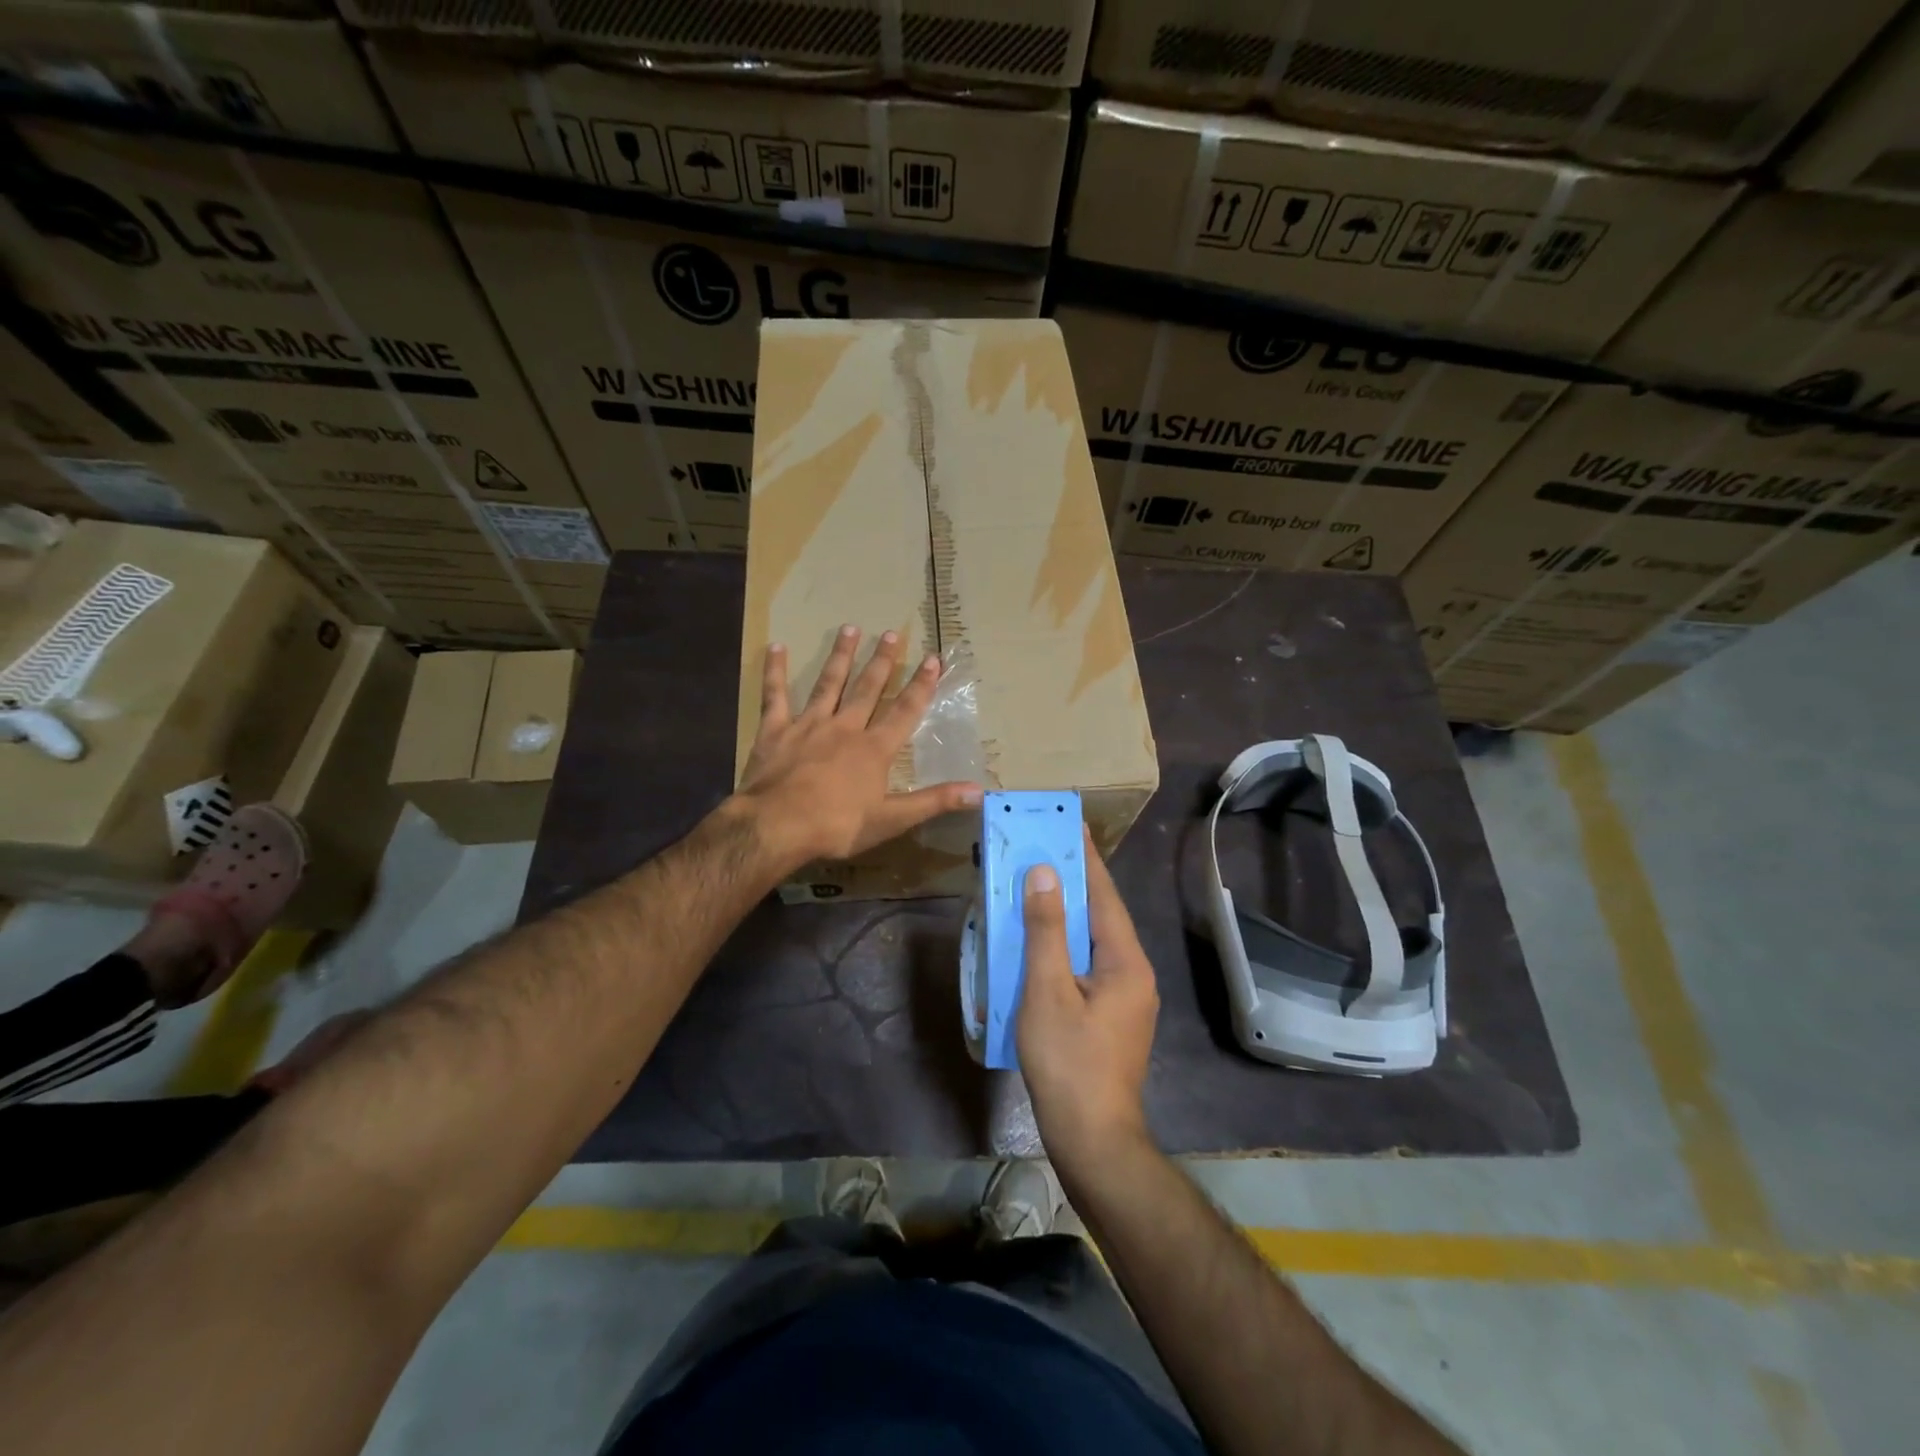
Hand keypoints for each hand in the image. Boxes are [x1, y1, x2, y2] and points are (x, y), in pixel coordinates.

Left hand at [735, 625, 980, 868]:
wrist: (777, 826)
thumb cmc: (837, 826)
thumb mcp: (892, 819)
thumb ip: (934, 802)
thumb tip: (978, 790)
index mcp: (874, 749)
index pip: (904, 711)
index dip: (921, 685)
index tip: (933, 659)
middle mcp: (845, 728)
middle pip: (867, 689)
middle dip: (882, 661)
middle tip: (891, 634)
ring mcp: (808, 725)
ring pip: (828, 684)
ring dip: (841, 656)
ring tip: (850, 628)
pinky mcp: (775, 731)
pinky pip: (775, 695)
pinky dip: (775, 671)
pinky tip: (777, 647)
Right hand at [1016, 832, 1158, 1174]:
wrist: (1093, 1140)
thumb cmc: (1068, 1062)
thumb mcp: (1048, 991)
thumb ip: (1046, 931)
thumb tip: (1044, 874)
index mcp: (1126, 961)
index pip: (1104, 895)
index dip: (1085, 858)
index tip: (1069, 824)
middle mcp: (1134, 973)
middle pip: (1100, 916)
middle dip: (1072, 883)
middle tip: (1042, 852)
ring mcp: (1126, 998)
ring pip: (1093, 942)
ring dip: (1066, 916)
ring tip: (1036, 890)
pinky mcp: (1111, 1018)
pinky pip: (1088, 966)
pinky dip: (1065, 946)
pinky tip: (1040, 946)